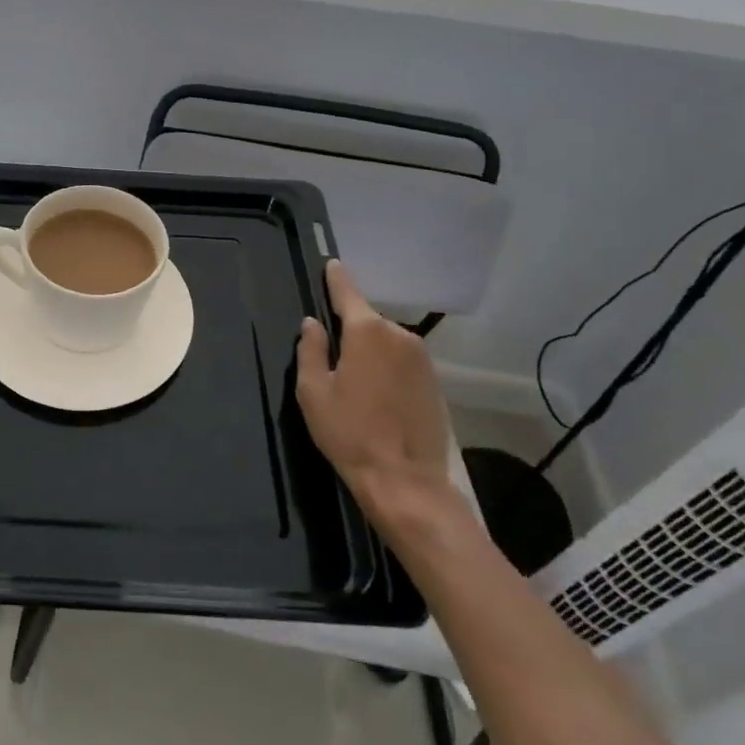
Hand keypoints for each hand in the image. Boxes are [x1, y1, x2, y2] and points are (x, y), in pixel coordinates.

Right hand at [295, 261, 462, 539]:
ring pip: (385, 342)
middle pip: (366, 320)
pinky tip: (375, 395)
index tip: (331, 264)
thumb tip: (313, 324)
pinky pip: (401, 361)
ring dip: (369, 351)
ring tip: (352, 382)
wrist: (405, 481)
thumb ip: (310, 350)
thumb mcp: (313, 392)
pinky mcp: (434, 381)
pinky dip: (386, 368)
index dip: (336, 278)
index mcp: (366, 332)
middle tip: (330, 356)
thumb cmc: (349, 433)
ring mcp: (422, 358)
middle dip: (349, 329)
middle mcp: (399, 335)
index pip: (347, 292)